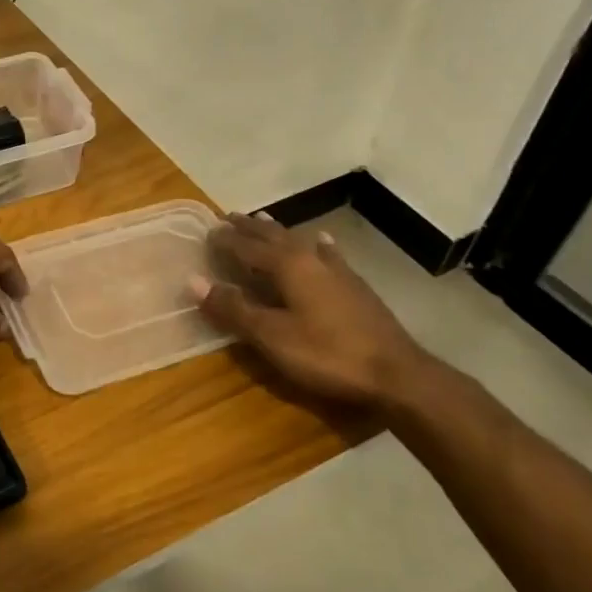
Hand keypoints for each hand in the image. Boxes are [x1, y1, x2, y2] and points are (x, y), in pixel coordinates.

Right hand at [191, 213, 438, 414]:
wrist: (396, 374)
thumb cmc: (326, 354)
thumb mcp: (271, 336)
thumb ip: (233, 308)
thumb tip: (194, 280)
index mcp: (287, 266)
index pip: (247, 246)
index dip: (225, 239)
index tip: (206, 231)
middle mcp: (310, 259)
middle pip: (273, 236)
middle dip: (249, 227)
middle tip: (228, 217)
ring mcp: (337, 271)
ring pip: (299, 241)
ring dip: (277, 232)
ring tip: (263, 221)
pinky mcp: (355, 286)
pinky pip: (327, 254)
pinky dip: (316, 245)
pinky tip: (321, 241)